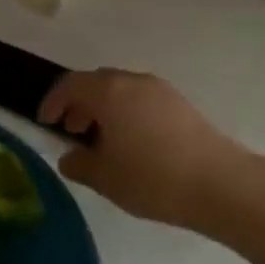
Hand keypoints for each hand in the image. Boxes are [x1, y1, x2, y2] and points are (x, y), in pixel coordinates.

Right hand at [38, 69, 250, 230]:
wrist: (219, 182)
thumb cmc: (153, 178)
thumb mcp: (106, 178)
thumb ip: (80, 164)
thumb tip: (69, 157)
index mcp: (109, 92)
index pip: (70, 85)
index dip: (53, 101)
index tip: (45, 121)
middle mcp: (133, 81)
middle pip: (97, 82)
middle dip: (80, 102)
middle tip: (72, 129)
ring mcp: (160, 90)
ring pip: (121, 89)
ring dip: (104, 107)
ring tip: (101, 140)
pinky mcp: (180, 103)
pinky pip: (141, 98)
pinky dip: (126, 111)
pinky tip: (132, 142)